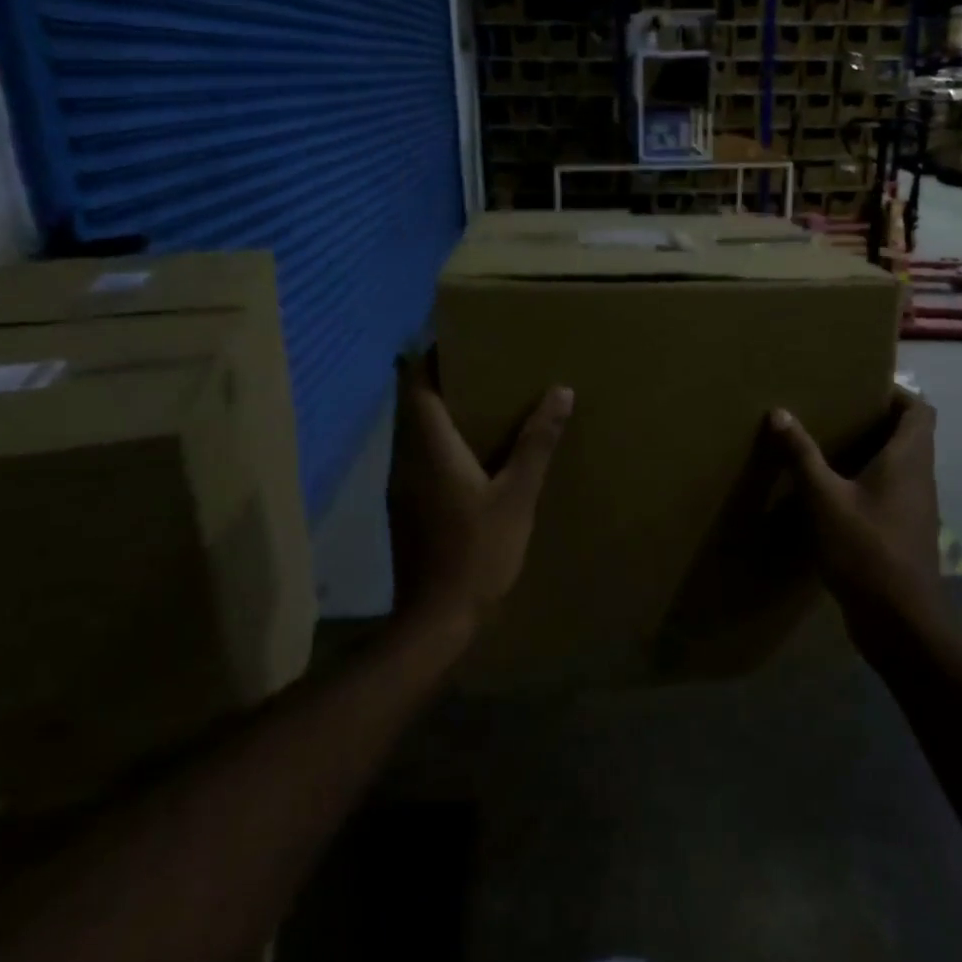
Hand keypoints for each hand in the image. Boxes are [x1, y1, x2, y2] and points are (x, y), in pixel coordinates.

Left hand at [386, 355, 573, 636]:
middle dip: (438, 380)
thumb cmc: (478, 553)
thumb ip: (536, 443)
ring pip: (412, 432)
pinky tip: (468, 454)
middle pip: (411, 404)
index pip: (416, 385)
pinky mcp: (404, 508)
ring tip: (479, 403)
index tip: (458, 340)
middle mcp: (406, 459)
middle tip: (480, 367)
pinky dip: (436, 440)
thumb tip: (560, 392)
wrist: (435, 620)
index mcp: (429, 448)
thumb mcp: (518, 497)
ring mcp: (401, 486)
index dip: (429, 357)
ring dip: (437, 412)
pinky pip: (416, 456)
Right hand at [768, 386, 943, 635]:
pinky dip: (866, 483)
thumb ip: (802, 455)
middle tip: (834, 413)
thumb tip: (779, 412)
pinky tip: (832, 493)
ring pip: (898, 465)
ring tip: (827, 447)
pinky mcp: (904, 531)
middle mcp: (919, 476)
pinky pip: (889, 492)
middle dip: (875, 420)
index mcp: (909, 458)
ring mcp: (915, 507)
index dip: (895, 393)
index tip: (860, 389)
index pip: (919, 409)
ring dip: (870, 453)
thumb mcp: (824, 498)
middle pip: (909, 435)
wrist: (901, 621)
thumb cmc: (866, 549)